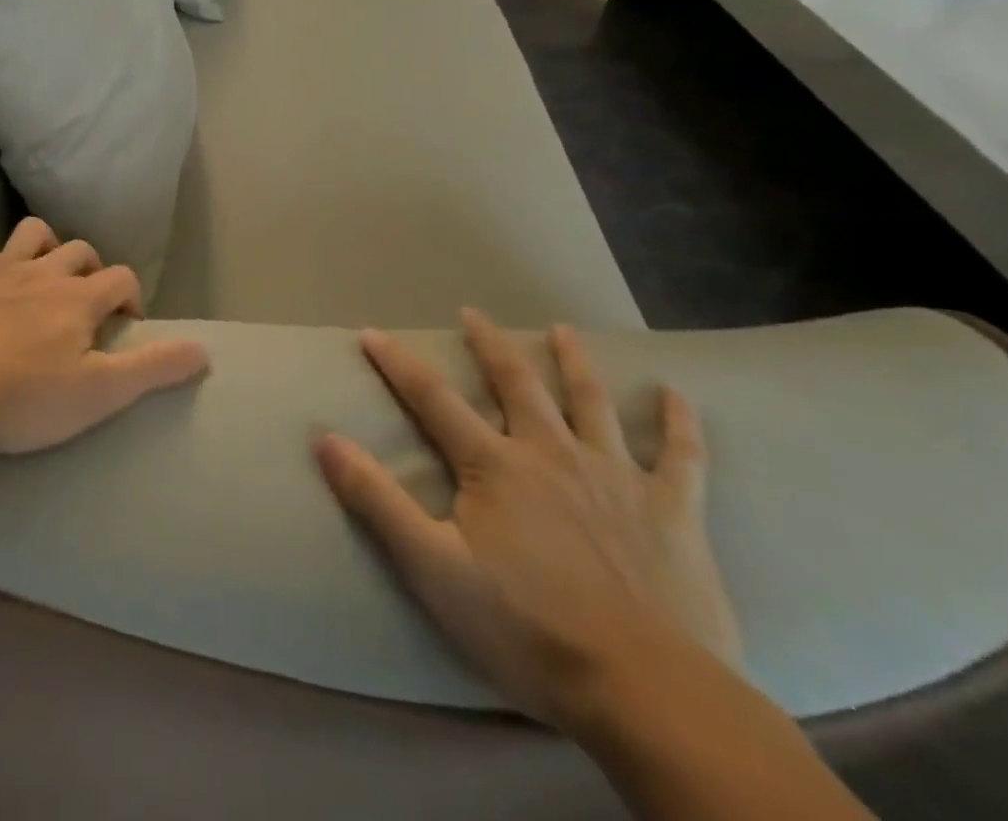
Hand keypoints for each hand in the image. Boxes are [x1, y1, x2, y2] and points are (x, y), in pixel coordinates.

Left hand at [0, 217, 209, 453]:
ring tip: (46, 279)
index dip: (131, 296)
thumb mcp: (101, 392)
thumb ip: (153, 368)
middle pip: (81, 251)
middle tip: (87, 306)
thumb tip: (205, 351)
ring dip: (48, 248)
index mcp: (79, 298)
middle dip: (93, 271)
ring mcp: (0, 271)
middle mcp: (44, 273)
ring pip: (35, 234)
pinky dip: (2, 265)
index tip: (126, 323)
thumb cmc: (27, 396)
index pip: (121, 277)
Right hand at [314, 310, 738, 732]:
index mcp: (495, 466)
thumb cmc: (530, 630)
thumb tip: (325, 439)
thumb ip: (378, 500)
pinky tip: (677, 396)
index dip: (398, 363)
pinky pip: (681, 457)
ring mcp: (616, 477)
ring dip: (573, 363)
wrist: (651, 694)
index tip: (371, 332)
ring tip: (562, 330)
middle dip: (490, 345)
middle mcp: (552, 453)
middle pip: (517, 383)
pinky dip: (680, 423)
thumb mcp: (433, 569)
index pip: (432, 398)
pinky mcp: (672, 512)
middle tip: (473, 313)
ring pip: (591, 402)